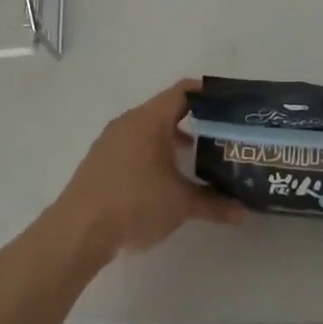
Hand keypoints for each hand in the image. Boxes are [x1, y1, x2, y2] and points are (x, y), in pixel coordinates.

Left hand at [52, 79, 245, 259]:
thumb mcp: (181, 204)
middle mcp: (129, 121)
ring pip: (149, 128)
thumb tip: (244, 212)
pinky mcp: (100, 159)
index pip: (183, 92)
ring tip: (196, 158)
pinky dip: (152, 151)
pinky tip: (163, 178)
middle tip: (220, 134)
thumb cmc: (134, 204)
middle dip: (194, 120)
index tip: (229, 105)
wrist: (78, 231)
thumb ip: (214, 204)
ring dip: (172, 138)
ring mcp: (110, 140)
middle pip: (166, 109)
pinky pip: (133, 144)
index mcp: (149, 120)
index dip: (207, 94)